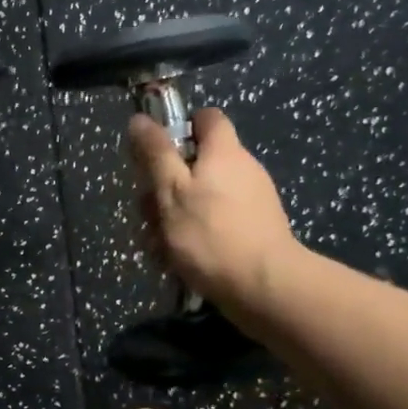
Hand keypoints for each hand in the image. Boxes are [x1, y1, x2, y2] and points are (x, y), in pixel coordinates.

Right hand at [128, 108, 297, 314]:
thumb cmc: (211, 233)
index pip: (206, 118)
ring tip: (158, 246)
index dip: (180, 128)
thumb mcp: (171, 190)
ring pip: (201, 198)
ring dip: (175, 217)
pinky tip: (178, 262)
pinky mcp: (255, 232)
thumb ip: (155, 153)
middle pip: (196, 164)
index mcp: (224, 151)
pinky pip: (217, 223)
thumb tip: (140, 119)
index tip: (158, 153)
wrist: (266, 290)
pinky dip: (196, 237)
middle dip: (166, 186)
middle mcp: (243, 169)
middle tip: (149, 213)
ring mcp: (252, 202)